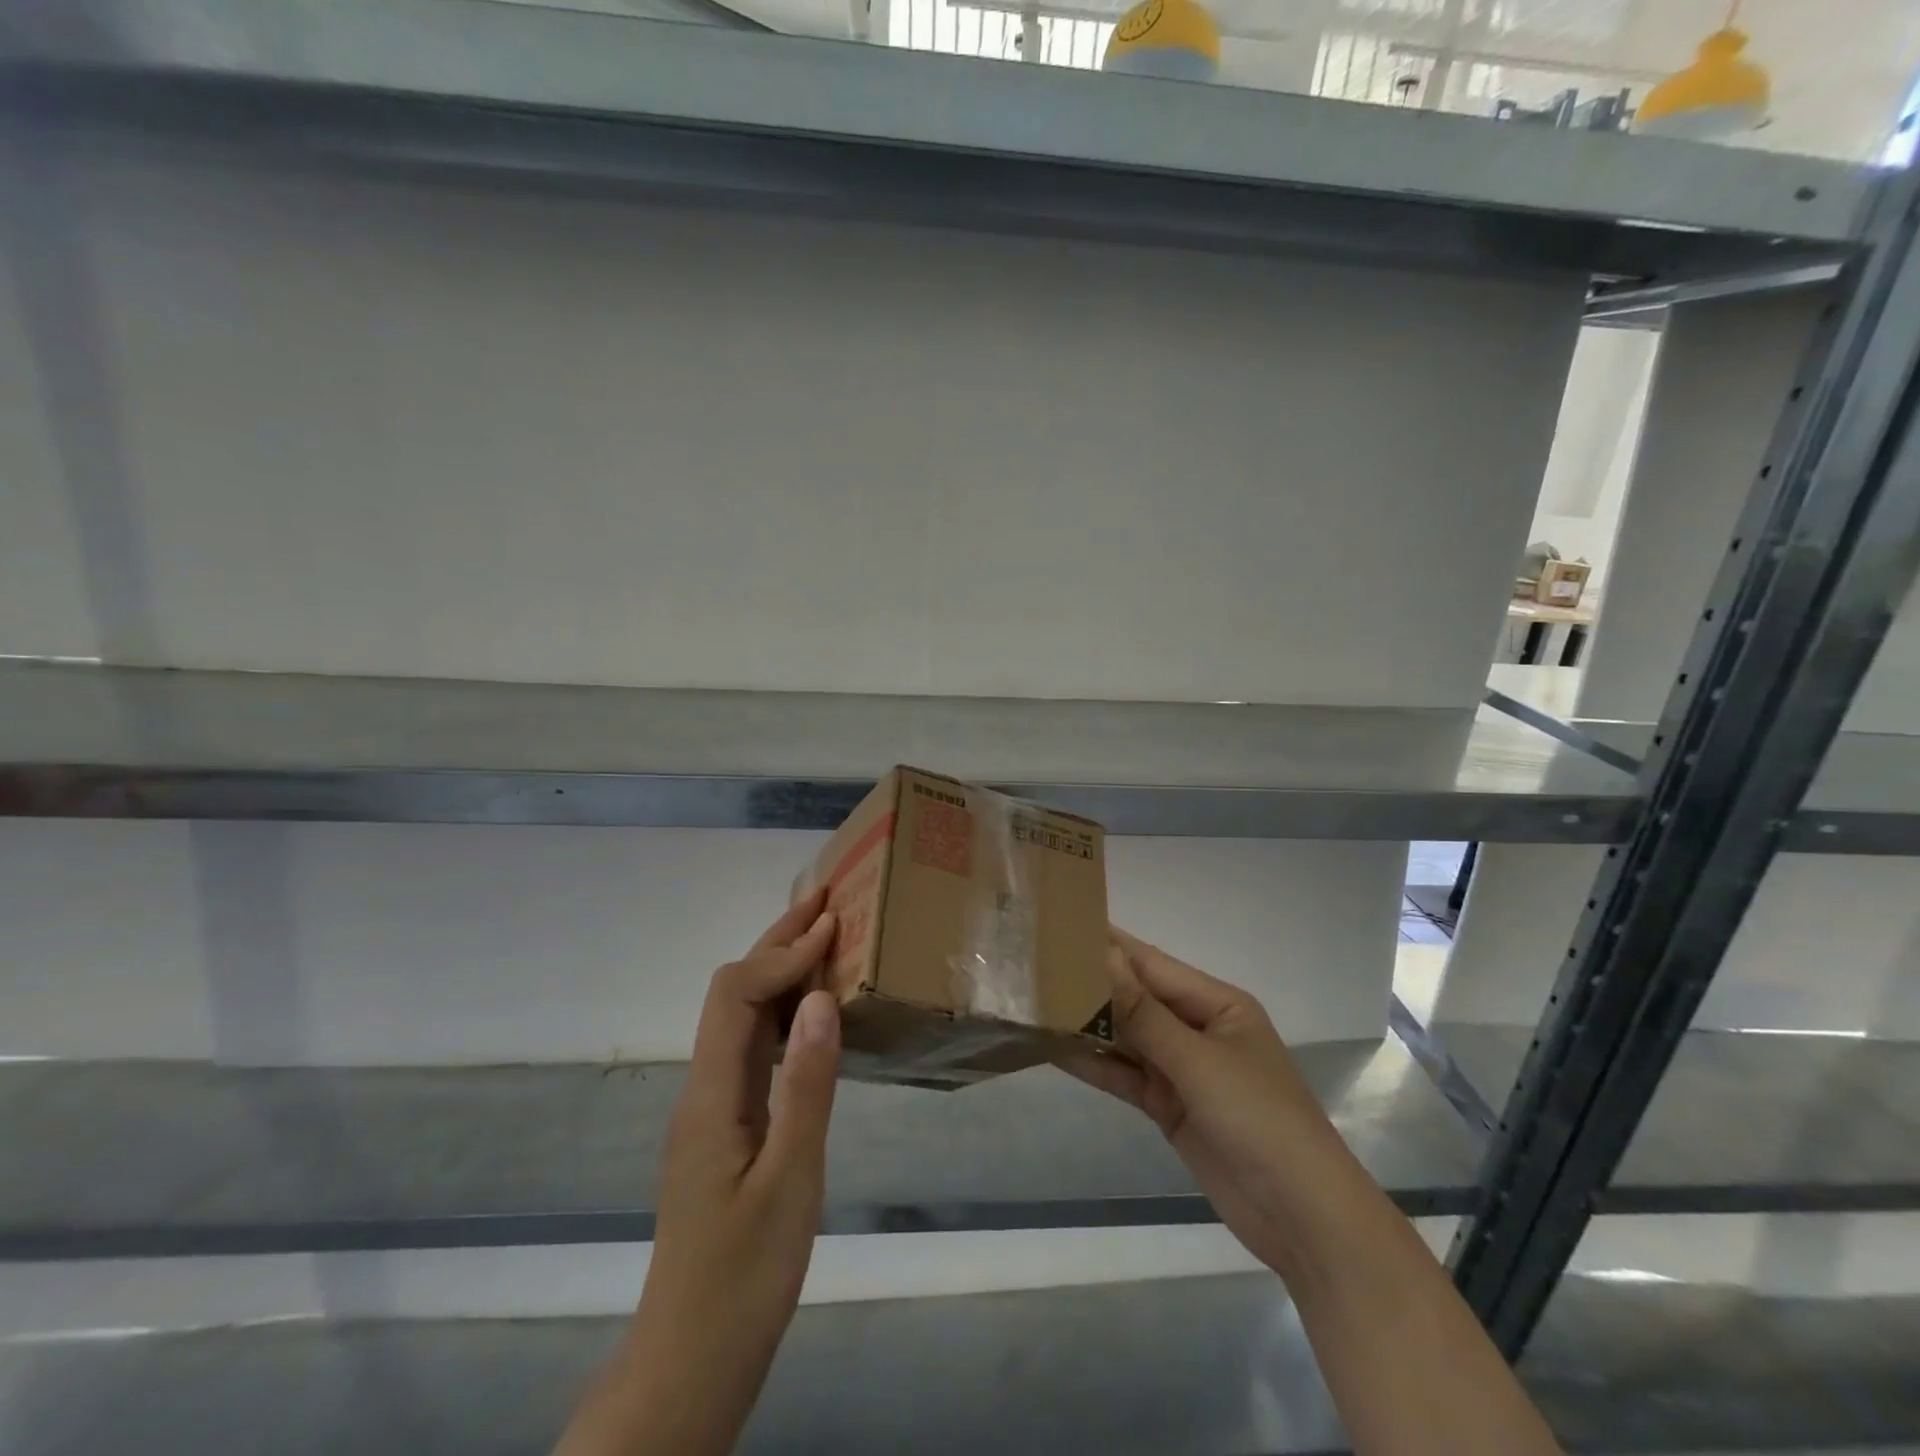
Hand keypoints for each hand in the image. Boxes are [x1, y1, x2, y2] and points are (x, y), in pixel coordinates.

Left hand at [555, 887, 841, 1455]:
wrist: (691, 1358)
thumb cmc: (746, 1275)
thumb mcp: (791, 1181)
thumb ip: (807, 1086)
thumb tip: (820, 998)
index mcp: (711, 1095)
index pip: (737, 994)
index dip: (783, 954)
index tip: (833, 927)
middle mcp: (703, 1087)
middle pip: (730, 992)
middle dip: (775, 943)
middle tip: (822, 904)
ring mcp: (710, 1107)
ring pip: (739, 1018)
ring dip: (778, 972)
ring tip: (822, 943)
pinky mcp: (724, 1125)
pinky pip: (750, 1049)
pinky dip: (781, 1013)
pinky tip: (809, 1015)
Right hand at [1066, 928, 1355, 1279]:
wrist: (1301, 1217)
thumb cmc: (1259, 1119)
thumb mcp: (1198, 1061)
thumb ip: (1144, 1013)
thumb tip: (1104, 957)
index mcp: (1217, 1004)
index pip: (1152, 964)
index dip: (1109, 945)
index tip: (1062, 924)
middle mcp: (1197, 1029)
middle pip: (1136, 999)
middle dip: (1092, 984)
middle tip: (1035, 964)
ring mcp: (1183, 1070)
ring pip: (1127, 1038)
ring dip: (1088, 1025)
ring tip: (1035, 1003)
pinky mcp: (1170, 1106)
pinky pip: (1126, 1076)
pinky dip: (1096, 1065)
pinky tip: (1056, 1051)